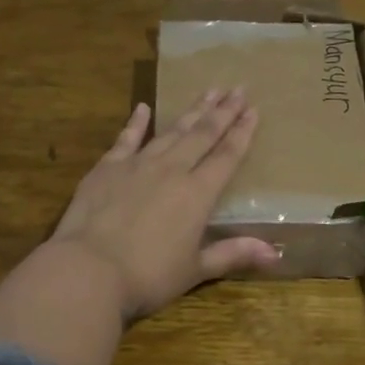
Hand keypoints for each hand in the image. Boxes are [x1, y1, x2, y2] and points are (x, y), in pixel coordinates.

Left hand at [48, 89, 279, 320]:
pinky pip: (126, 138)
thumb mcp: (195, 269)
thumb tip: (275, 253)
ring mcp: (137, 165)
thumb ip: (233, 254)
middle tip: (237, 88)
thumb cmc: (147, 276)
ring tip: (207, 91)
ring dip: (191, 111)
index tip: (254, 109)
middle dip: (222, 111)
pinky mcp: (107, 168)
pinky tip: (143, 107)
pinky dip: (136, 122)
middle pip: (202, 135)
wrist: (88, 270)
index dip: (242, 133)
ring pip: (171, 132)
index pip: (226, 157)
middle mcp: (171, 170)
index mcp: (197, 194)